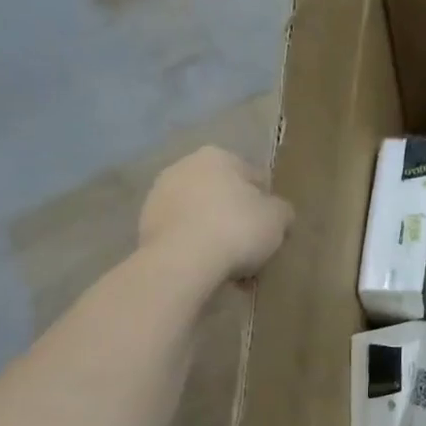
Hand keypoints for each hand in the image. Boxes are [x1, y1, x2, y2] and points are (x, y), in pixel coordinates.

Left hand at [139, 146, 292, 283]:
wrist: (182, 261)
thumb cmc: (237, 228)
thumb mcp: (278, 218)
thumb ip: (282, 210)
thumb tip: (277, 213)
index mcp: (217, 156)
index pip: (254, 178)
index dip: (267, 204)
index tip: (272, 228)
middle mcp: (183, 167)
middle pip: (223, 196)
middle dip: (237, 219)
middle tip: (253, 248)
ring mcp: (158, 197)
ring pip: (201, 217)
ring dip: (216, 235)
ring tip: (232, 266)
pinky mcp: (144, 227)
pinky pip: (182, 236)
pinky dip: (196, 248)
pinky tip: (210, 270)